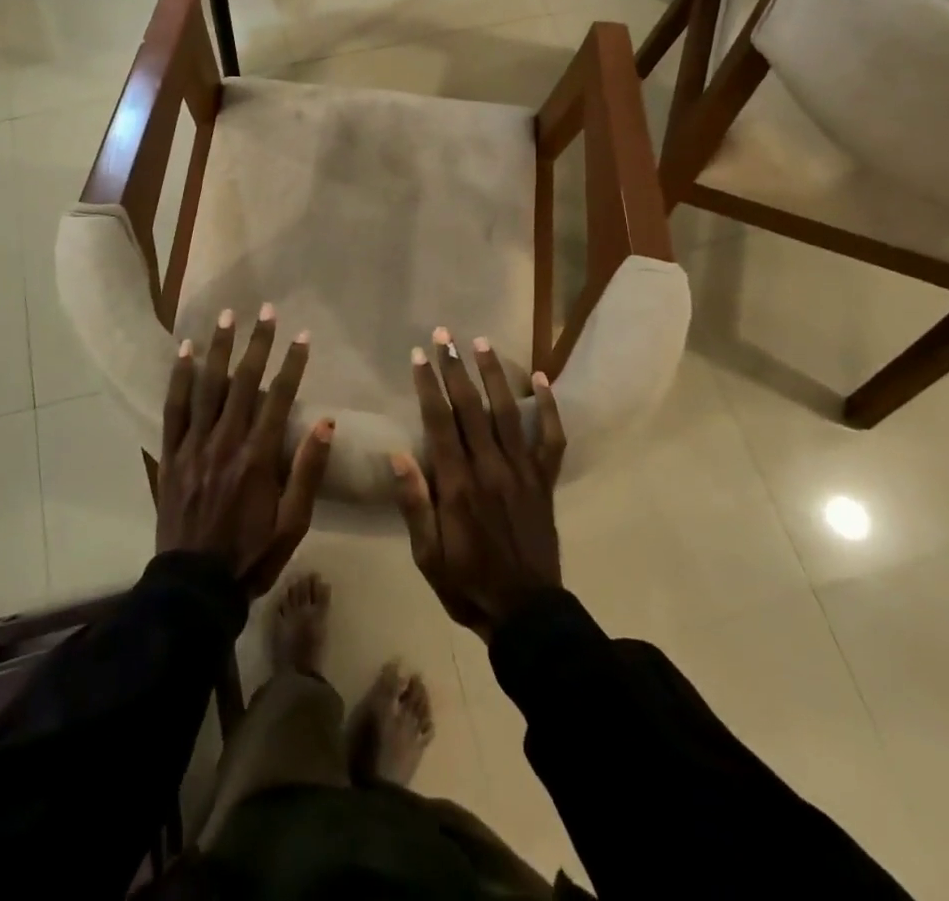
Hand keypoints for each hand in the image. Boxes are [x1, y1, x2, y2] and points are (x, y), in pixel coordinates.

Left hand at [156, 304, 334, 595]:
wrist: (194, 587)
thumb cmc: (251, 555)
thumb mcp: (293, 523)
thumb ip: (308, 471)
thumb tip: (326, 422)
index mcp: (258, 458)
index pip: (279, 398)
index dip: (293, 364)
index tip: (303, 336)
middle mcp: (225, 442)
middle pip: (243, 383)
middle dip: (257, 343)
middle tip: (266, 310)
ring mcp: (194, 446)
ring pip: (207, 387)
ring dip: (219, 349)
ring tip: (227, 317)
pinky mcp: (171, 455)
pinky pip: (174, 409)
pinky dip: (180, 378)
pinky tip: (185, 352)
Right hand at [391, 328, 565, 639]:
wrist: (527, 613)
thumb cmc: (467, 583)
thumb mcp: (427, 555)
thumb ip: (414, 504)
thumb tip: (397, 455)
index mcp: (458, 485)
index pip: (440, 422)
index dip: (428, 385)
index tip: (419, 355)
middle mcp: (491, 468)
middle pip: (471, 407)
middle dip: (455, 368)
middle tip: (444, 335)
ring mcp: (523, 472)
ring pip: (508, 412)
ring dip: (494, 374)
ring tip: (482, 342)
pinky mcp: (545, 481)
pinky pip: (551, 438)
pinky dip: (549, 408)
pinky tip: (542, 378)